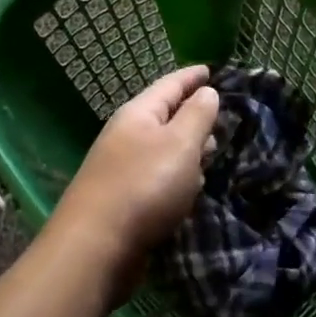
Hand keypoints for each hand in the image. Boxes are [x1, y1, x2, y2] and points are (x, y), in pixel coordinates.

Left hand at [48, 66, 219, 273]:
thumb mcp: (180, 144)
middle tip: (220, 113)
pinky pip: (158, 175)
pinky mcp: (125, 199)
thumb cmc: (144, 186)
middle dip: (192, 112)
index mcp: (138, 114)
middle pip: (165, 114)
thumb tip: (207, 91)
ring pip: (163, 147)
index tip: (211, 69)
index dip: (192, 76)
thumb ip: (197, 115)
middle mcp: (127, 135)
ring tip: (212, 149)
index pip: (170, 84)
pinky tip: (190, 187)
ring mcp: (123, 167)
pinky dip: (178, 174)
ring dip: (187, 146)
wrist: (96, 247)